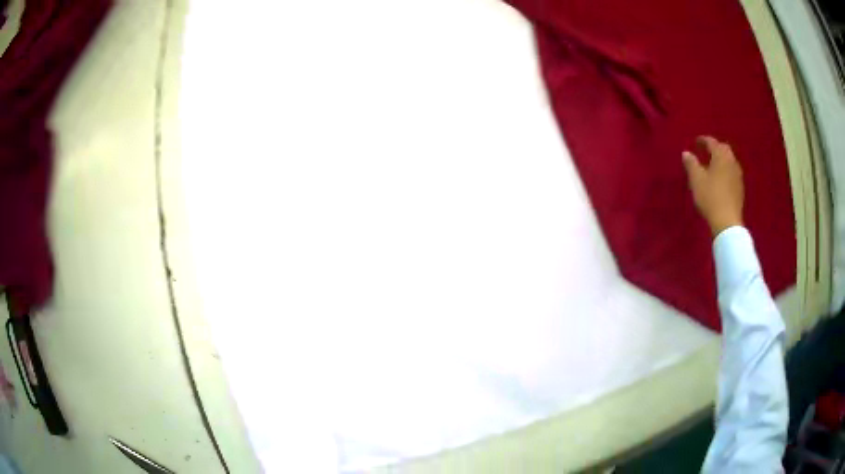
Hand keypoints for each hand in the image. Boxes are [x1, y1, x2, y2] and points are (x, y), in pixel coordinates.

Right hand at [682, 136, 743, 236]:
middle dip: (715, 147)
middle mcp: (731, 161)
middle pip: (724, 149)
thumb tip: (686, 153)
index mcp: (720, 156)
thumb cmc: (710, 197)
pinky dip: (726, 171)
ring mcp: (738, 175)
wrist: (727, 222)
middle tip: (706, 151)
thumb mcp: (696, 180)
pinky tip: (721, 179)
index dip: (703, 140)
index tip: (695, 142)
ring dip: (722, 159)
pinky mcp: (740, 188)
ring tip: (713, 165)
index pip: (712, 142)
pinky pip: (732, 172)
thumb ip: (691, 164)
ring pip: (730, 160)